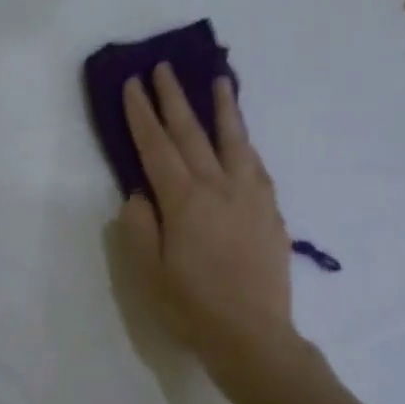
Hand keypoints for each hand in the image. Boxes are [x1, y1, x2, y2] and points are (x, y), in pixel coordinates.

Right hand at [116, 64, 293, 379]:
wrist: (253, 335)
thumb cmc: (192, 308)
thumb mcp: (148, 273)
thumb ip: (139, 227)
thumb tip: (141, 194)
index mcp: (184, 201)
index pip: (157, 147)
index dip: (142, 114)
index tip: (133, 84)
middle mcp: (219, 188)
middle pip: (193, 133)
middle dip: (175, 98)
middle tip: (165, 68)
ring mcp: (250, 197)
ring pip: (234, 141)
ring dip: (223, 108)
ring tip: (219, 80)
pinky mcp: (271, 212)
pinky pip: (257, 165)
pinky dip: (246, 144)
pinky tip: (243, 138)